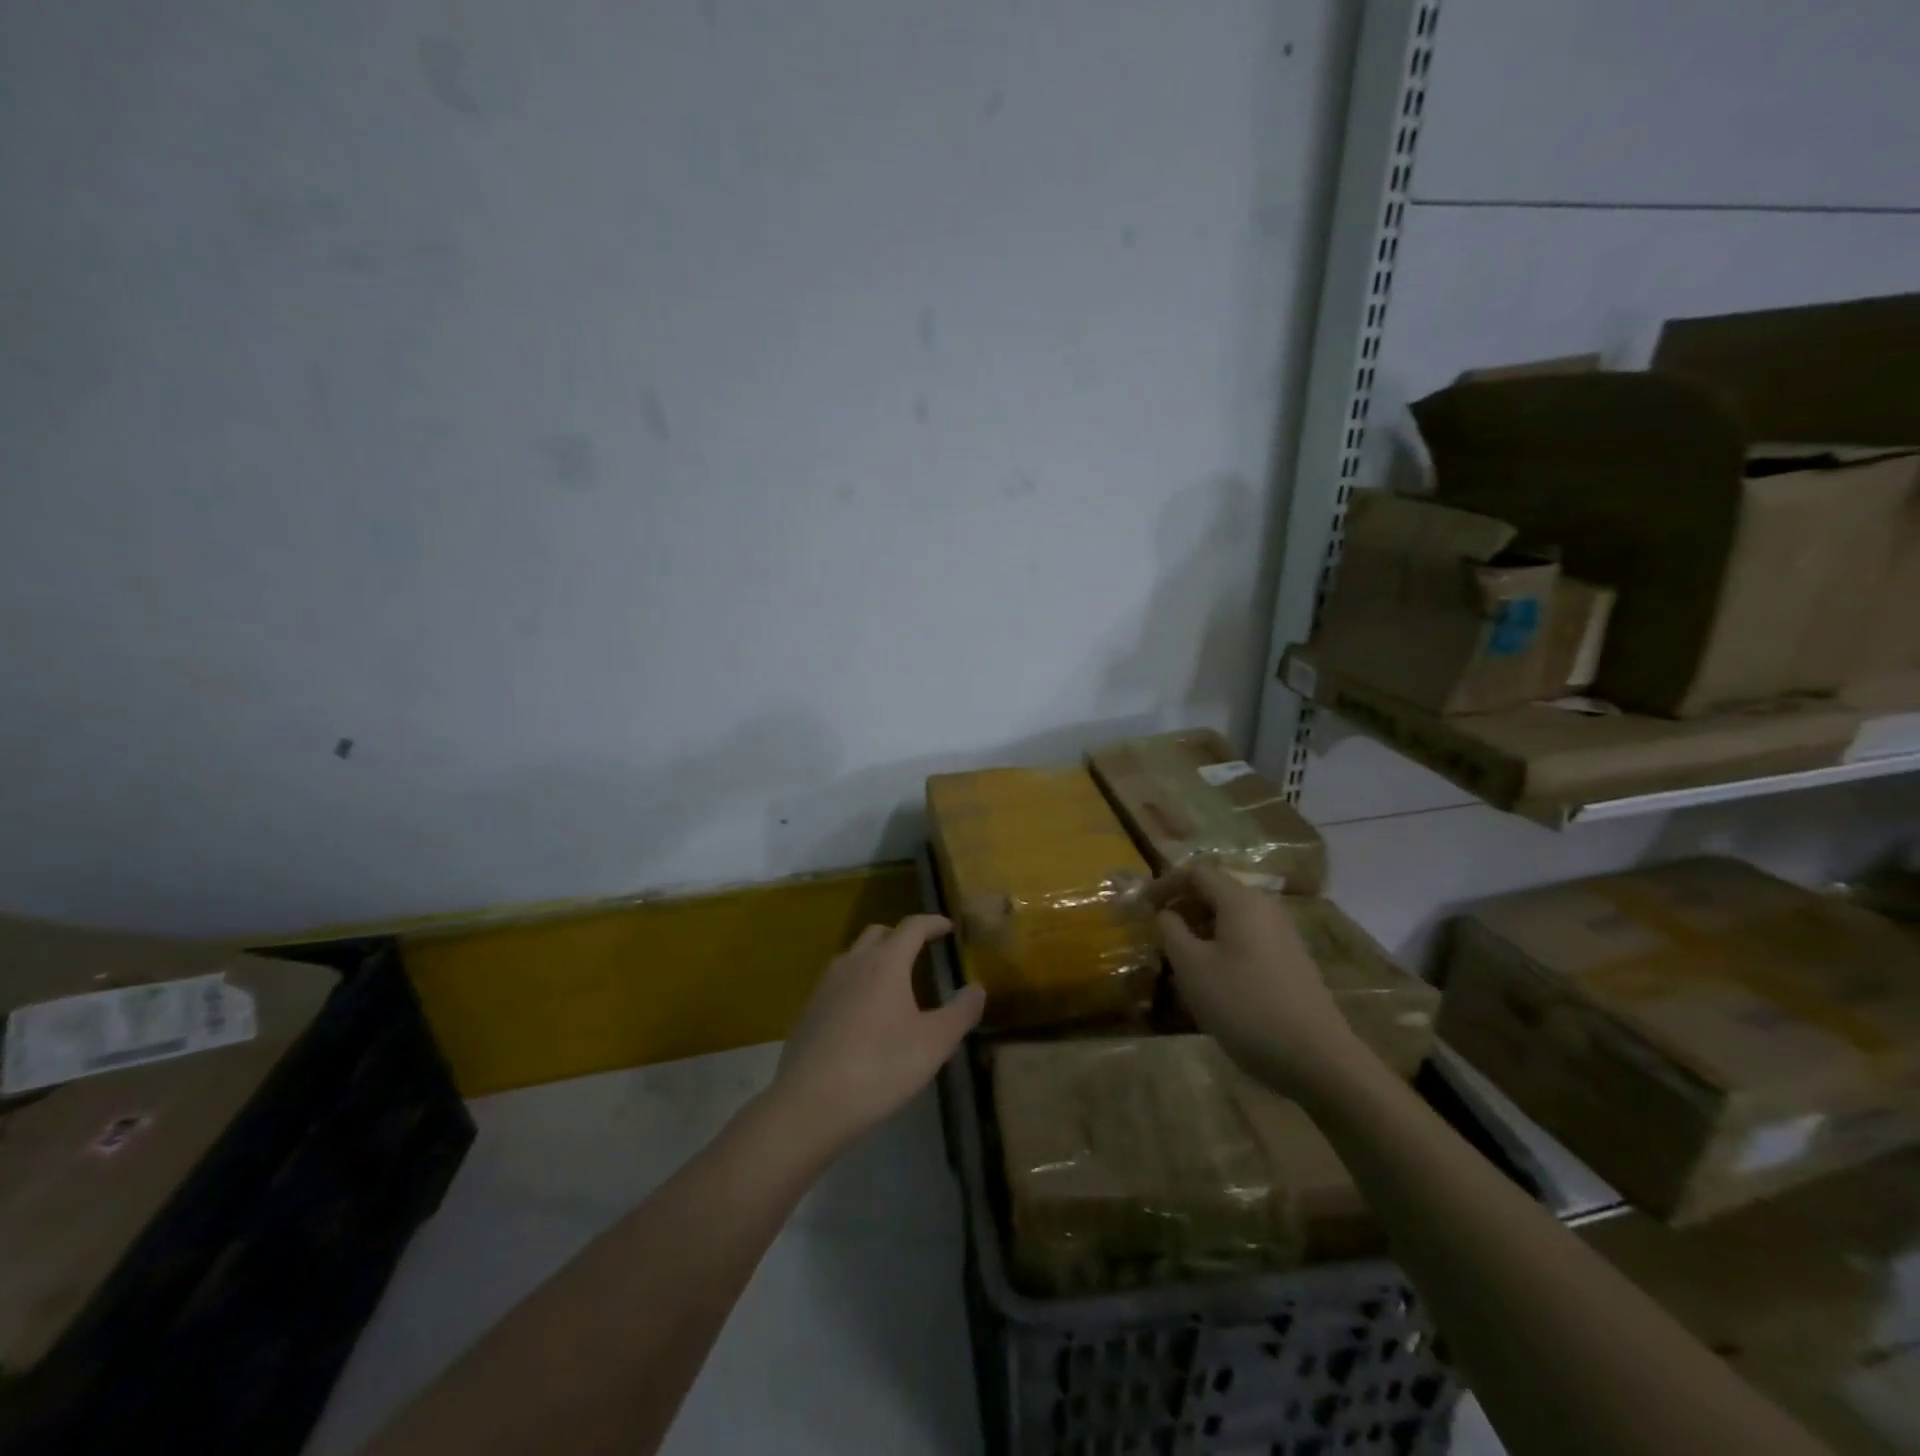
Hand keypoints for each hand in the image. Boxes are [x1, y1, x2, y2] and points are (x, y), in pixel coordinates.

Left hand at [771, 915, 984, 1152]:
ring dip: (875, 957)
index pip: (912, 926)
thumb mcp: (933, 1044)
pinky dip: (856, 982)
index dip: (932, 923)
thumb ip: (960, 1012)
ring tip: (893, 982)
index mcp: (886, 962)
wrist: (808, 1103)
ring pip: (854, 955)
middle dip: (901, 936)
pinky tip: (864, 1013)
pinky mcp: (809, 1009)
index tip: (947, 927)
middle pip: (879, 933)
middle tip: (920, 951)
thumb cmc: (879, 1067)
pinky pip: (838, 981)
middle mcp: (853, 963)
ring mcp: (825, 985)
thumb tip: (977, 988)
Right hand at [1153, 866, 1365, 1096]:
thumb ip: (1172, 931)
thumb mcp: (1192, 967)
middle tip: (1156, 931)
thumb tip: (1167, 914)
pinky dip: (1222, 945)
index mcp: (1241, 901)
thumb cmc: (1244, 1005)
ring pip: (1232, 917)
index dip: (1164, 884)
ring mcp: (1284, 935)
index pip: (1196, 872)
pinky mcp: (1292, 961)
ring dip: (1201, 928)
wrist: (1316, 1058)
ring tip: (1178, 956)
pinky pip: (1248, 938)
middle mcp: (1266, 908)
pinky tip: (1212, 977)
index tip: (1141, 906)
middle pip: (1216, 892)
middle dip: (1182, 906)